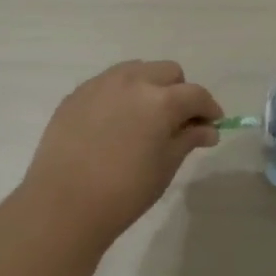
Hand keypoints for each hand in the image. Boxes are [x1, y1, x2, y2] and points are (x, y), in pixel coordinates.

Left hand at [20, 60, 221, 245]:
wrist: (63, 204)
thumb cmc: (124, 191)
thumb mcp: (165, 166)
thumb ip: (188, 139)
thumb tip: (208, 129)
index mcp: (161, 100)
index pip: (196, 94)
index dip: (209, 109)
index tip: (211, 125)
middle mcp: (133, 80)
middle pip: (168, 72)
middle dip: (179, 92)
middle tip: (177, 121)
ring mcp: (101, 84)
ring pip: (137, 70)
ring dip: (149, 86)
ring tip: (144, 117)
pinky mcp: (77, 94)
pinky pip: (108, 83)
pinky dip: (121, 95)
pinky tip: (114, 123)